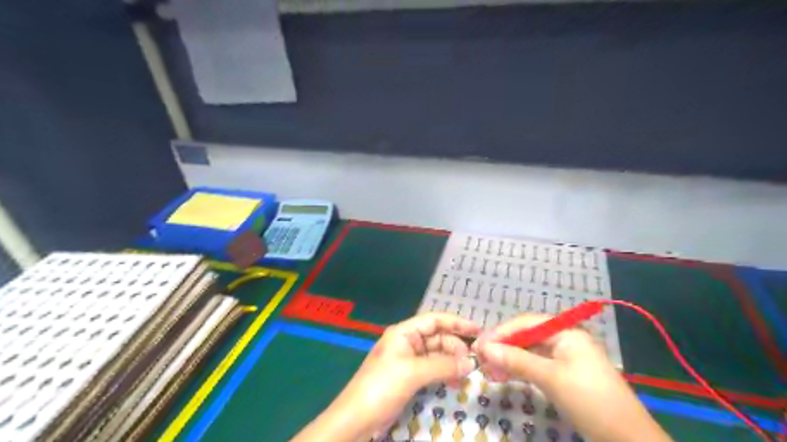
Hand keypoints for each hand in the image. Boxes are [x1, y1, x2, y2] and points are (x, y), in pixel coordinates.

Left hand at [293, 312, 479, 440]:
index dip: (456, 322)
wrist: (356, 419)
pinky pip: (432, 369)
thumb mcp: (412, 373)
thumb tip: (470, 363)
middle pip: (437, 337)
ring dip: (452, 361)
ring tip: (467, 374)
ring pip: (437, 354)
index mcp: (403, 333)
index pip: (434, 320)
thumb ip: (443, 365)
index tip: (478, 330)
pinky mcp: (409, 377)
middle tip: (473, 362)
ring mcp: (408, 360)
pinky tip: (455, 381)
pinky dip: (444, 373)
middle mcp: (407, 342)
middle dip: (456, 346)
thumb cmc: (382, 387)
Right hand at [469, 312, 671, 441]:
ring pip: (528, 352)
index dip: (501, 332)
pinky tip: (503, 375)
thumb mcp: (550, 377)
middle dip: (503, 347)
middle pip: (526, 337)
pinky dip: (519, 370)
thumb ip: (516, 360)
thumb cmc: (589, 399)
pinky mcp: (563, 374)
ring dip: (508, 360)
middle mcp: (563, 339)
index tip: (479, 345)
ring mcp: (564, 358)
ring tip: (488, 371)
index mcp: (565, 332)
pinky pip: (535, 366)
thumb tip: (484, 348)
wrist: (626, 438)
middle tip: (480, 360)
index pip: (525, 323)